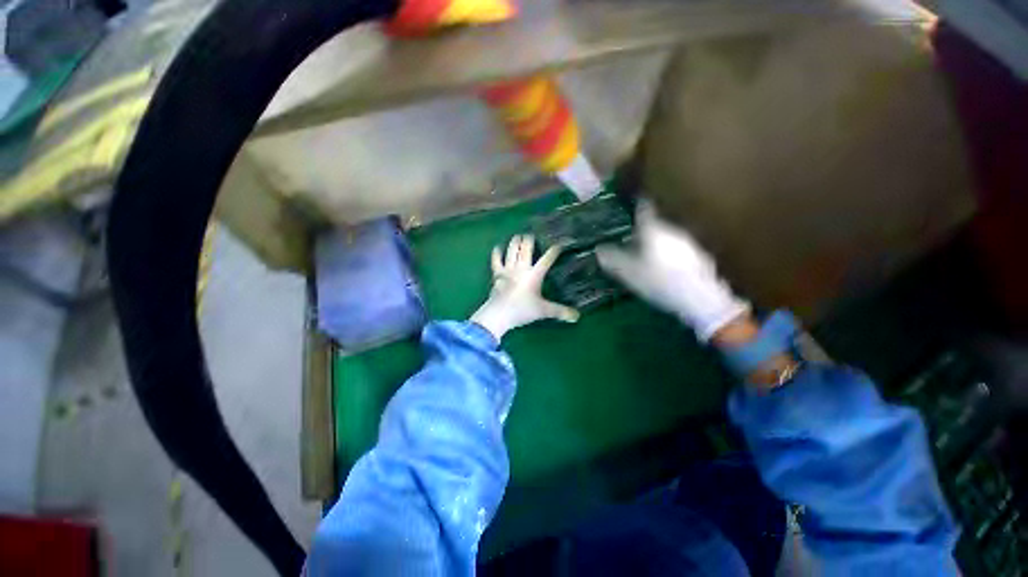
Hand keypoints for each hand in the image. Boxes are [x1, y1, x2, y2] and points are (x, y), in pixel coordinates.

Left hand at [471, 235, 579, 339]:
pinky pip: (496, 260)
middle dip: (529, 240)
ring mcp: (507, 269)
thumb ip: (560, 312)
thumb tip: (577, 316)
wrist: (499, 314)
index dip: (554, 251)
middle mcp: (521, 268)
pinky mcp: (497, 274)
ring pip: (511, 251)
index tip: (560, 243)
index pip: (547, 259)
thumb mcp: (544, 311)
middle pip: (526, 249)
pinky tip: (497, 247)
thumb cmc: (522, 310)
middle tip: (531, 234)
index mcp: (534, 275)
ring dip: (515, 242)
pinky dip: (496, 252)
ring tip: (518, 236)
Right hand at [596, 202, 748, 340]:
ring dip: (657, 241)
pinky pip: (677, 249)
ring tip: (647, 254)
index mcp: (653, 231)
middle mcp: (671, 231)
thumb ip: (613, 259)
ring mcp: (687, 243)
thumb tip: (599, 249)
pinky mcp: (698, 255)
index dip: (638, 203)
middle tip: (632, 236)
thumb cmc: (658, 281)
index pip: (644, 209)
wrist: (698, 298)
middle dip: (644, 228)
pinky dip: (669, 253)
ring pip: (667, 236)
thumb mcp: (628, 273)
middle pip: (656, 223)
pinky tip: (665, 268)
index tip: (633, 200)